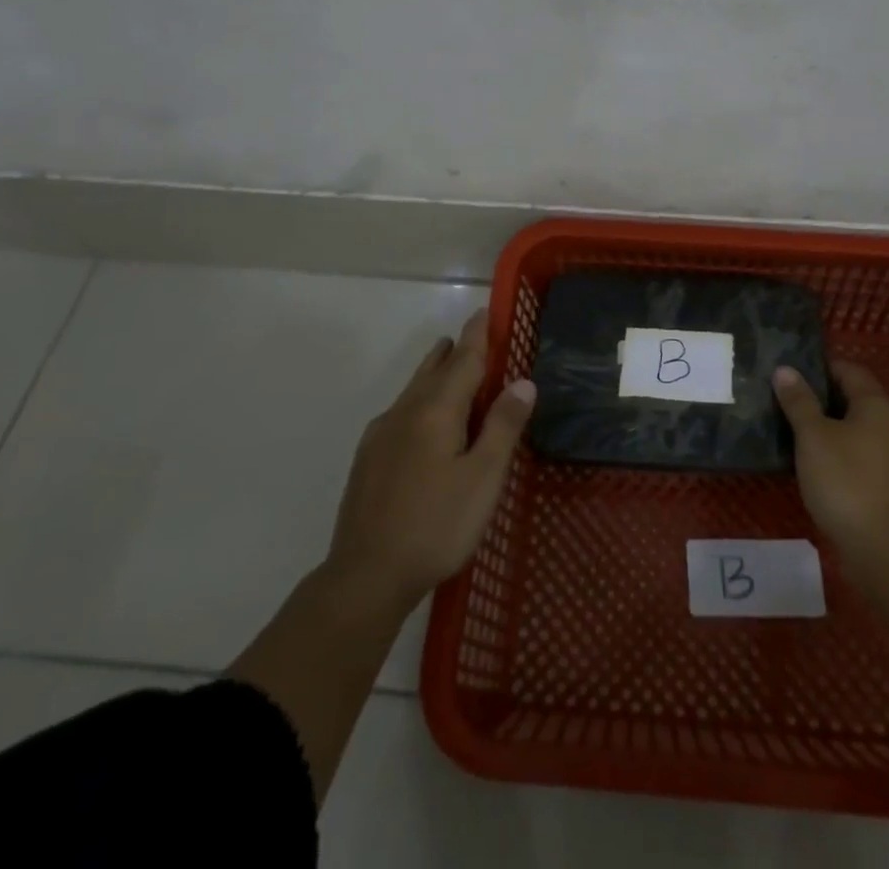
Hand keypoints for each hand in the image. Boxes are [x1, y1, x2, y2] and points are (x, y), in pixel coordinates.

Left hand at [324, 309, 535, 615]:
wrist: (365, 575)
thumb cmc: (436, 525)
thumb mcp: (483, 478)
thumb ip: (503, 426)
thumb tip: (523, 382)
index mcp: (436, 411)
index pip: (463, 360)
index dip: (477, 336)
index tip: (485, 312)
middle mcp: (405, 412)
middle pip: (433, 369)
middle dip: (453, 351)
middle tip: (470, 336)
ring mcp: (381, 435)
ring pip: (413, 390)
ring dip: (434, 372)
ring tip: (446, 361)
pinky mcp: (368, 458)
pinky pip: (400, 412)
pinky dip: (420, 400)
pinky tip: (421, 420)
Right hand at [773, 359, 888, 575]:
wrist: (882, 549)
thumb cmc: (845, 480)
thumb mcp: (813, 436)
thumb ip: (799, 401)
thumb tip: (785, 370)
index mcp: (875, 406)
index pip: (849, 370)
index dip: (820, 367)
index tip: (789, 372)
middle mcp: (888, 425)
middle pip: (852, 399)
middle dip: (818, 397)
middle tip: (782, 398)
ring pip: (852, 428)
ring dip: (824, 426)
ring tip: (788, 428)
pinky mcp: (883, 484)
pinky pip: (854, 454)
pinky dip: (833, 451)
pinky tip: (808, 462)